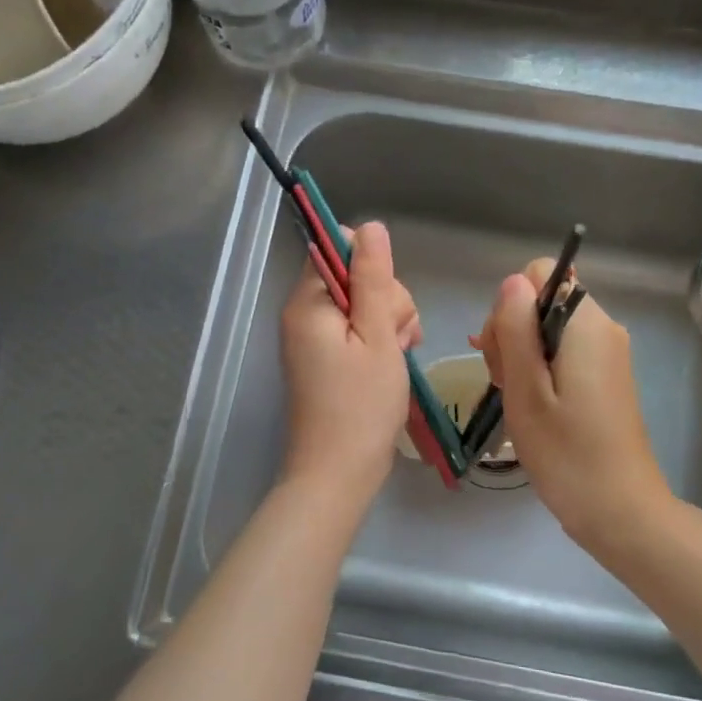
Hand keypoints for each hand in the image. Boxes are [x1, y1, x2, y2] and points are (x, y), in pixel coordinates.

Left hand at [279, 221, 421, 496]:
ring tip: (398, 358)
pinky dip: (379, 344)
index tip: (386, 304)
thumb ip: (374, 278)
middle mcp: (303, 315)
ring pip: (364, 308)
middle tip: (397, 341)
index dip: (373, 270)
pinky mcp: (325, 361)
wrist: (337, 473)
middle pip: (356, 279)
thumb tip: (370, 226)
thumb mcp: (378, 335)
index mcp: (308, 302)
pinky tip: (393, 364)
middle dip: (387, 303)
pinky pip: (358, 334)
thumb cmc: (362, 405)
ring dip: (389, 326)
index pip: (340, 251)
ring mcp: (313, 340)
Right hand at [472, 260, 672, 546]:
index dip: (510, 306)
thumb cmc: (567, 453)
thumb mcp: (526, 390)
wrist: (620, 510)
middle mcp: (603, 328)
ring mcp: (607, 354)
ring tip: (520, 402)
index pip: (540, 273)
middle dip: (512, 334)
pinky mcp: (605, 377)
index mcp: (586, 323)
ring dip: (522, 357)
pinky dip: (540, 372)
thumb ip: (515, 330)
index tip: (504, 353)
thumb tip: (512, 282)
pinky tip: (534, 407)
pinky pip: (563, 353)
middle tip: (508, 385)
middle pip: (542, 301)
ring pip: (548, 330)